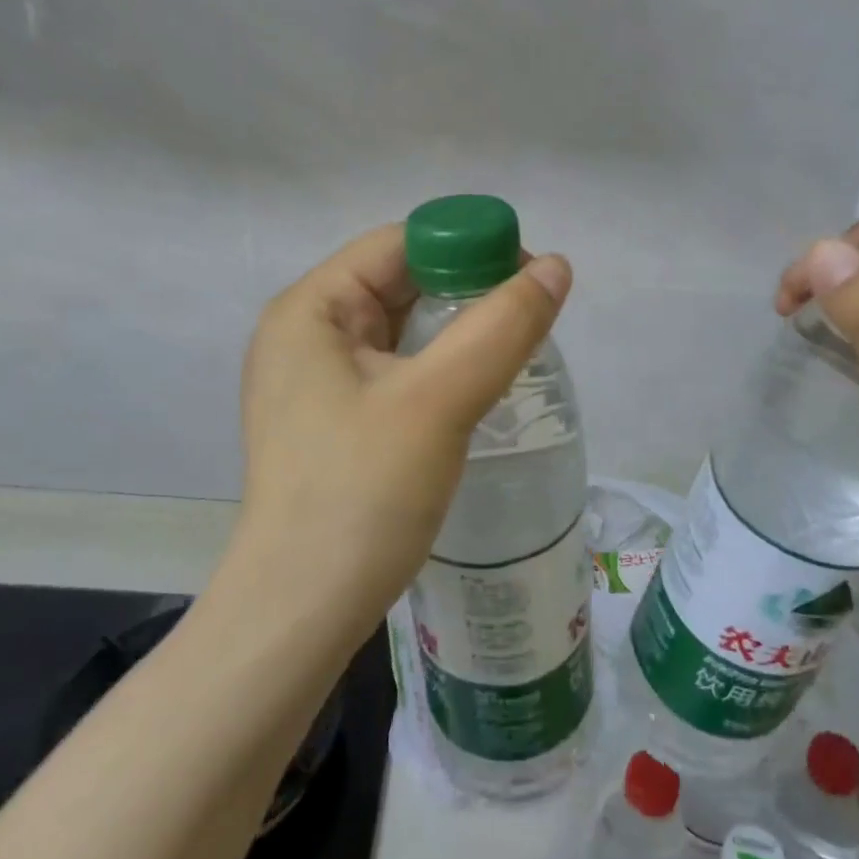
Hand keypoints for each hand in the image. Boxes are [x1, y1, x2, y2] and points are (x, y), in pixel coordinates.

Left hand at [235, 225, 572, 642]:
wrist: (301, 613)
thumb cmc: (361, 494)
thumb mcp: (438, 401)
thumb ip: (501, 328)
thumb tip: (556, 267)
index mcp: (311, 309)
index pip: (399, 245)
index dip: (467, 247)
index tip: (529, 279)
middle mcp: (306, 334)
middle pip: (400, 283)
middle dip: (466, 291)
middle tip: (530, 318)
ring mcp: (315, 381)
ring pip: (402, 330)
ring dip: (457, 331)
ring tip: (513, 350)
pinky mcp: (333, 420)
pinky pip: (395, 370)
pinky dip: (438, 367)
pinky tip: (476, 387)